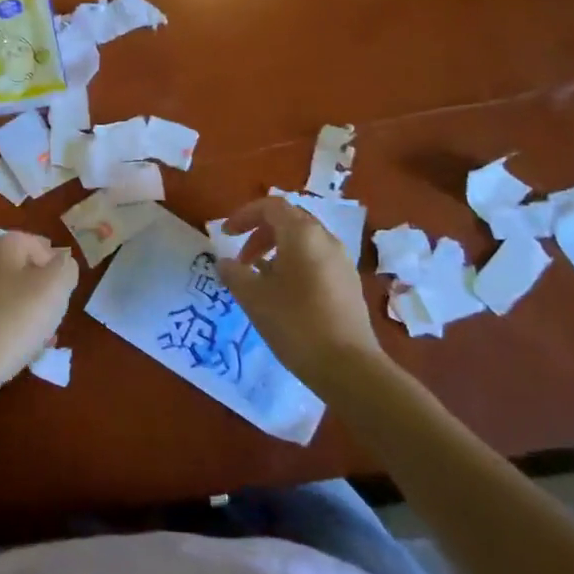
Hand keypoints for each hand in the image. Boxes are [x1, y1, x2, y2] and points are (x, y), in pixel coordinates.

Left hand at [0, 232, 79, 391]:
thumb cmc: (13, 321)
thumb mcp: (55, 289)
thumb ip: (66, 268)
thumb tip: (61, 263)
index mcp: (0, 244)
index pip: (38, 244)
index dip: (57, 268)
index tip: (64, 295)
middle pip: (19, 269)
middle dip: (39, 291)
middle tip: (52, 317)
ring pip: (3, 293)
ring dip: (23, 310)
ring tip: (37, 338)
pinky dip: (2, 323)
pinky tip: (11, 346)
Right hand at [216, 198, 391, 390]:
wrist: (347, 366)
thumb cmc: (294, 323)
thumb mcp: (253, 297)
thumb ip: (234, 273)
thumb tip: (224, 262)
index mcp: (302, 234)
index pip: (271, 206)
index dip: (244, 215)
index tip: (226, 235)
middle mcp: (326, 240)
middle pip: (289, 221)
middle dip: (260, 233)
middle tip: (241, 258)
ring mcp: (341, 262)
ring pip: (304, 242)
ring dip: (277, 250)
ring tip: (259, 278)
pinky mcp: (349, 284)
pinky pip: (316, 260)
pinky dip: (294, 264)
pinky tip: (283, 294)